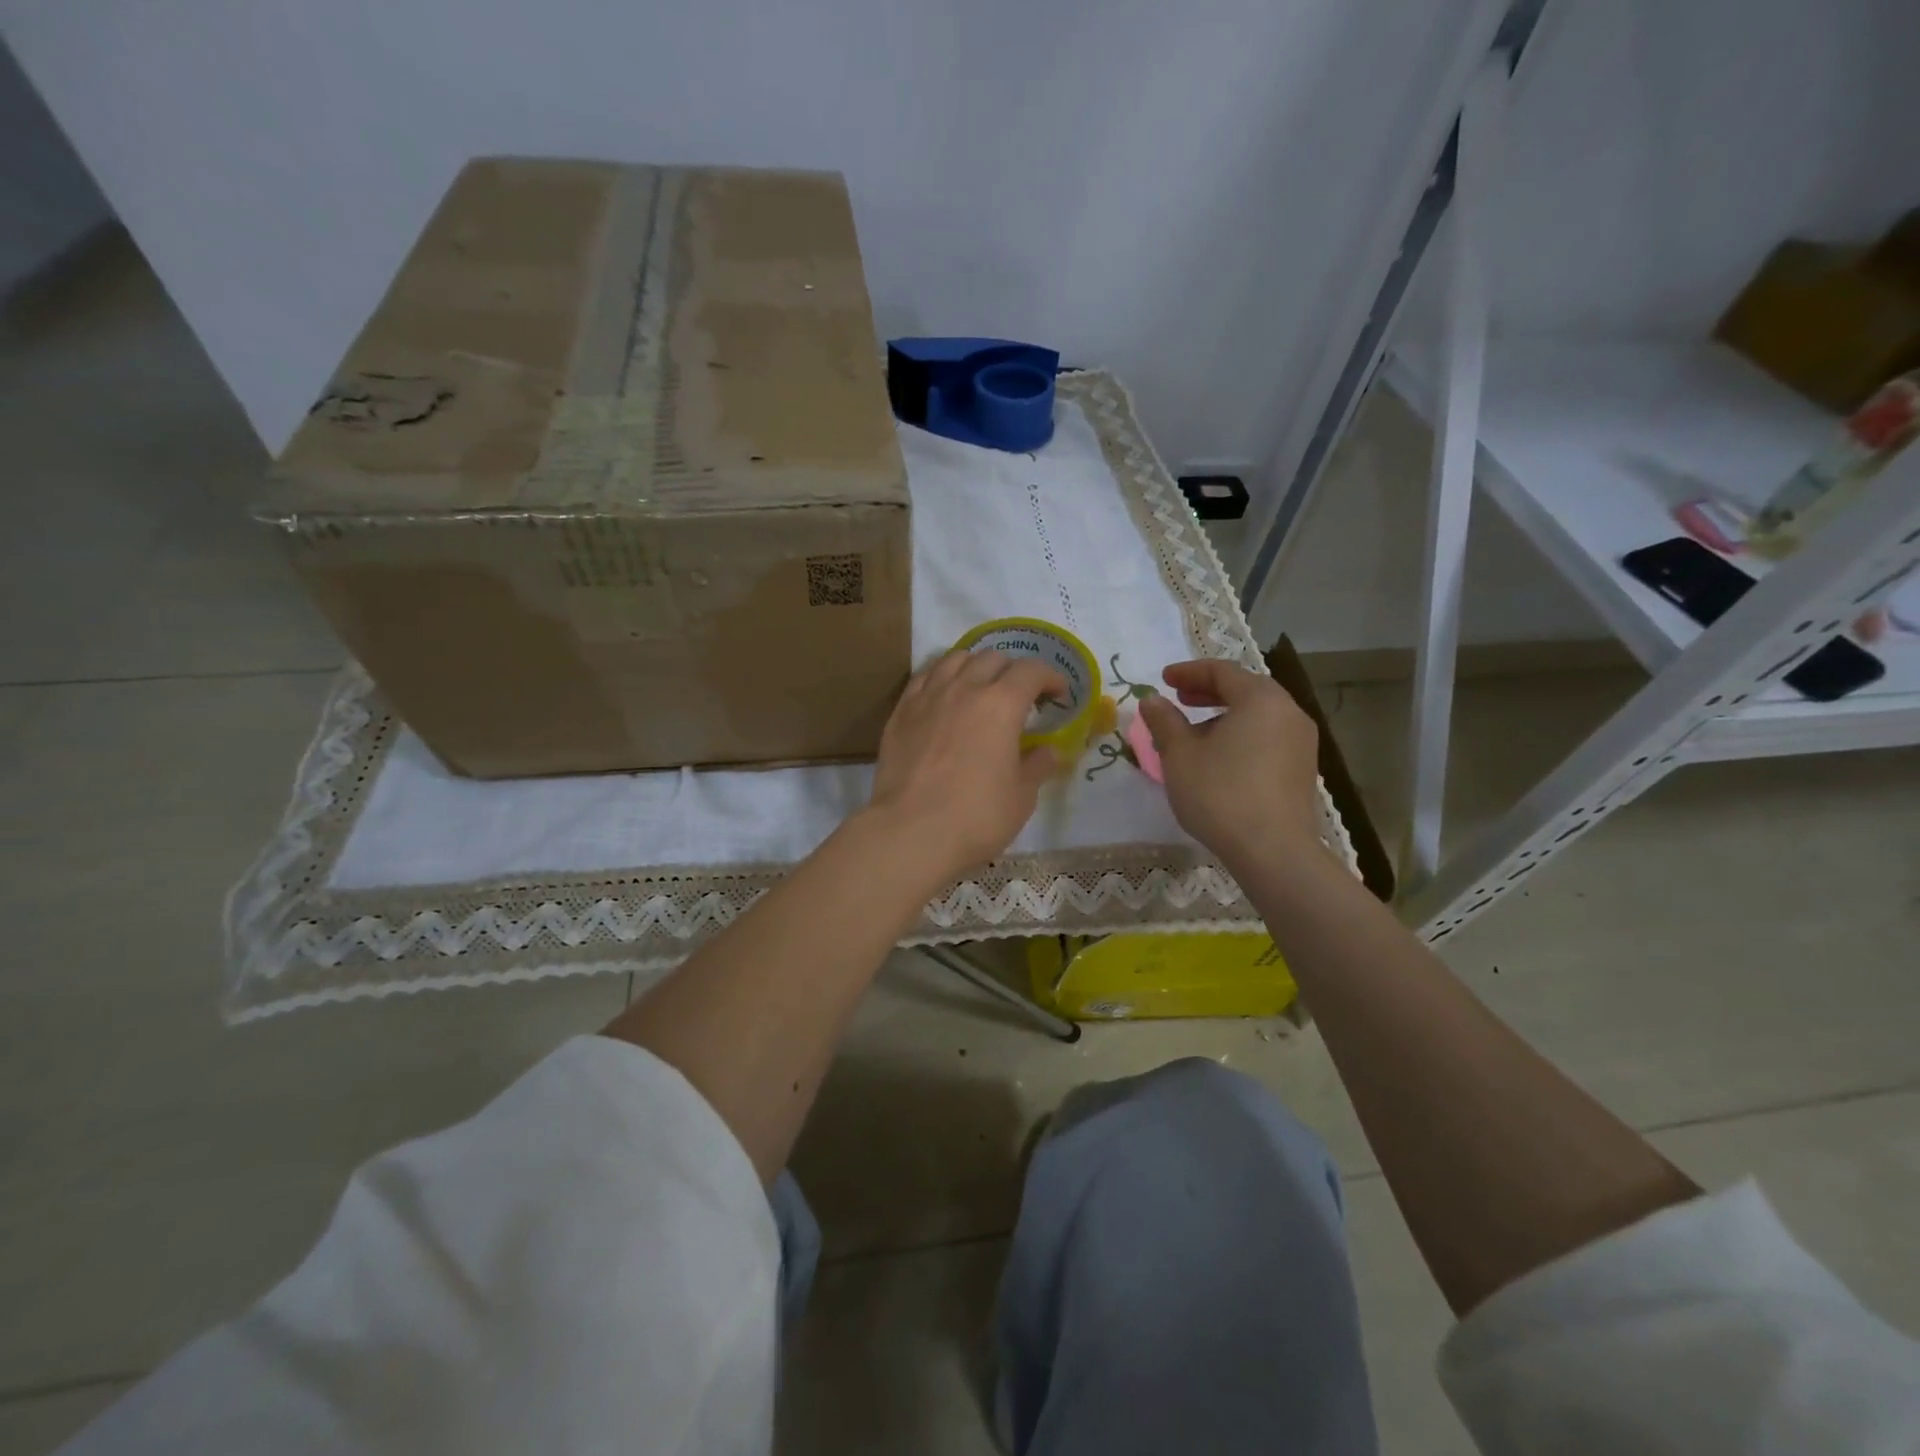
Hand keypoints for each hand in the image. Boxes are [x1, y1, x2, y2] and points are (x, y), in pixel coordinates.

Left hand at [866, 649, 1066, 880]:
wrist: (910, 832)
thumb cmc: (976, 816)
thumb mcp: (1022, 796)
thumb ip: (1037, 766)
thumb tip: (1048, 751)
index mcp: (1001, 704)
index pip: (1032, 671)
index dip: (1050, 678)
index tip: (1058, 695)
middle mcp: (964, 688)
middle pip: (993, 658)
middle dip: (1013, 671)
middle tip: (1020, 697)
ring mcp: (928, 696)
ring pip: (955, 659)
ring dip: (976, 666)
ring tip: (980, 688)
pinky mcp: (901, 711)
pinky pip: (924, 677)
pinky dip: (942, 678)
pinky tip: (945, 697)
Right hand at [1137, 659, 1321, 869]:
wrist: (1273, 851)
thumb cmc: (1220, 794)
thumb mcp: (1180, 755)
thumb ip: (1164, 721)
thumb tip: (1152, 700)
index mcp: (1261, 699)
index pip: (1222, 671)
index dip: (1189, 672)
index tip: (1163, 680)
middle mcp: (1289, 713)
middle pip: (1246, 689)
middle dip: (1209, 691)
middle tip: (1179, 699)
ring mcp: (1301, 742)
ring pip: (1258, 715)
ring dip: (1225, 715)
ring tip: (1195, 733)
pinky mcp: (1302, 770)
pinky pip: (1268, 737)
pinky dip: (1242, 735)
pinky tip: (1220, 758)